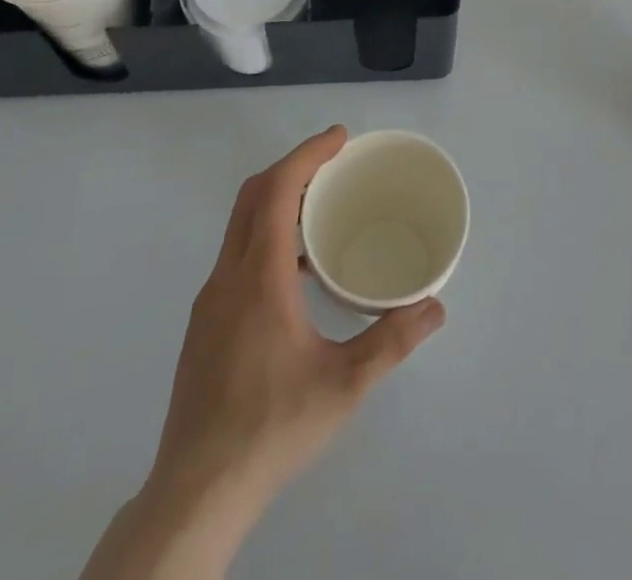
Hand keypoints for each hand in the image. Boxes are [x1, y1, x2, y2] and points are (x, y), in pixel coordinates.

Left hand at [150, 126, 444, 520]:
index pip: (276, 190)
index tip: (339, 138)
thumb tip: (435, 306)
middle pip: (253, 196)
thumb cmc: (272, 428)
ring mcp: (209, 301)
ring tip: (320, 211)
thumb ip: (393, 340)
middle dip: (293, 167)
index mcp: (258, 277)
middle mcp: (227, 277)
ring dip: (277, 202)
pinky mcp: (203, 324)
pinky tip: (295, 273)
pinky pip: (236, 256)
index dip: (308, 154)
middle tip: (334, 164)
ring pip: (240, 226)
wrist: (196, 492)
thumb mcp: (345, 384)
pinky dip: (265, 236)